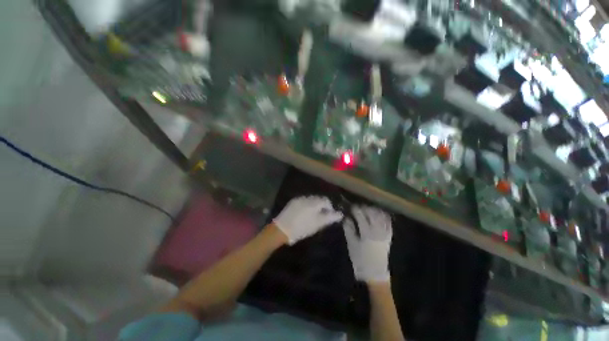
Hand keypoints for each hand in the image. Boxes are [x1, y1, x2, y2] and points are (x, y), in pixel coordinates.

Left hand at [273, 196, 343, 244]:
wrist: (281, 229)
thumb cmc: (302, 228)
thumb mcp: (317, 224)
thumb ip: (329, 218)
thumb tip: (340, 214)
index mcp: (313, 202)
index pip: (326, 200)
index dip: (329, 207)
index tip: (329, 215)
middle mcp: (306, 197)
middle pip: (318, 198)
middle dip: (322, 206)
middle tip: (321, 216)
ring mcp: (299, 199)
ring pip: (311, 199)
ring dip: (314, 205)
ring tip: (313, 215)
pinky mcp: (293, 201)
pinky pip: (303, 201)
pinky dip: (307, 205)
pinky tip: (304, 213)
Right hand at [343, 206, 391, 282]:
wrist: (375, 273)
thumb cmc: (361, 259)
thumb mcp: (352, 245)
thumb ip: (349, 230)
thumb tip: (346, 218)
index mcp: (367, 233)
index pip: (361, 216)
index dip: (356, 210)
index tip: (352, 207)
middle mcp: (377, 231)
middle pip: (372, 214)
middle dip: (365, 208)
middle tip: (359, 207)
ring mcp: (385, 233)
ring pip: (381, 216)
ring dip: (374, 210)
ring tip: (368, 209)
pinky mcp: (389, 236)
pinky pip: (388, 223)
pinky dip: (384, 216)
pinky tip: (379, 213)